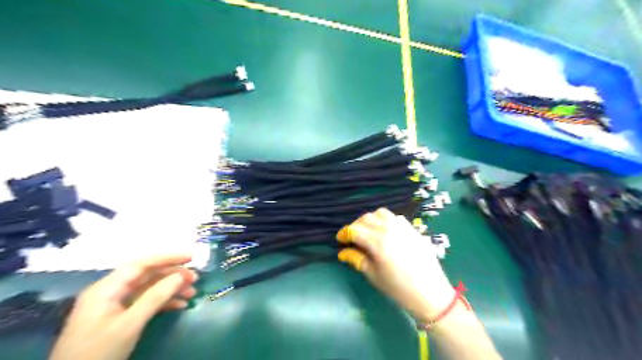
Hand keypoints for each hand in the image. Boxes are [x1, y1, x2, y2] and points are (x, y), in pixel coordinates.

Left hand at [49, 253, 197, 359]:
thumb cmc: (99, 351)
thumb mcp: (130, 324)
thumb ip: (156, 297)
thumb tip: (180, 276)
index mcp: (107, 288)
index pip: (141, 264)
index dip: (167, 258)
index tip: (191, 257)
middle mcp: (111, 292)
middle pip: (147, 275)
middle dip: (172, 275)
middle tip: (195, 278)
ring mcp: (115, 305)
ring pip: (149, 289)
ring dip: (171, 289)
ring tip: (192, 292)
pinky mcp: (119, 318)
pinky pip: (145, 303)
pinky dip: (164, 302)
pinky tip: (180, 306)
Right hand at [336, 207, 456, 323]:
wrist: (430, 293)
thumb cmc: (398, 288)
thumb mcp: (373, 275)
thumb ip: (357, 259)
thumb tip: (342, 252)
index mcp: (378, 242)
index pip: (354, 230)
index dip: (344, 234)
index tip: (340, 240)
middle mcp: (389, 229)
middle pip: (366, 218)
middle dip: (355, 226)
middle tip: (352, 238)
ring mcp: (402, 226)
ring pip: (380, 213)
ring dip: (370, 220)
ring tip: (368, 232)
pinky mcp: (412, 228)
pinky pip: (394, 217)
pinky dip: (385, 220)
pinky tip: (385, 232)